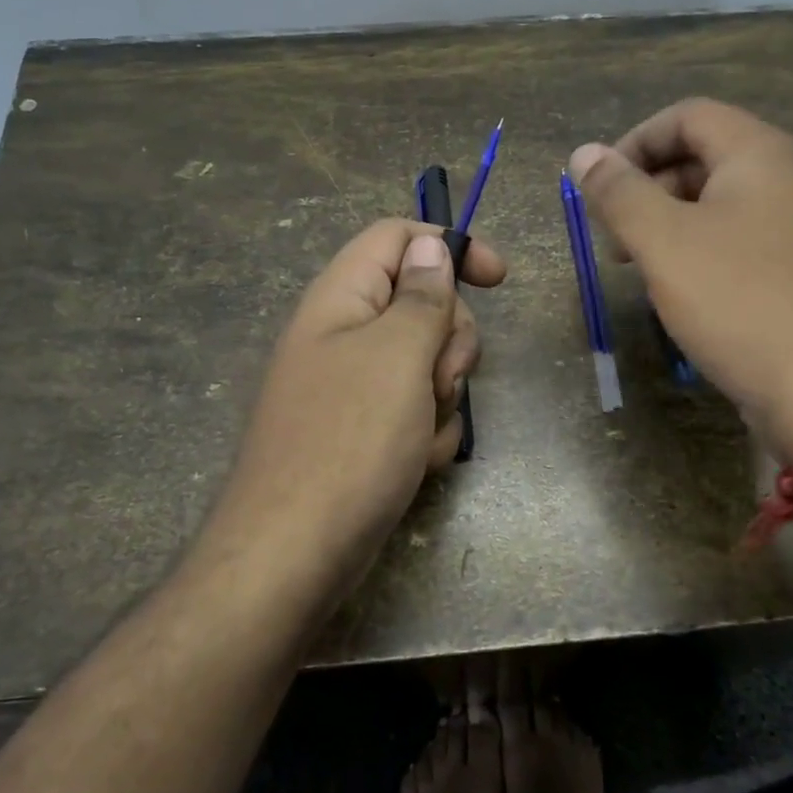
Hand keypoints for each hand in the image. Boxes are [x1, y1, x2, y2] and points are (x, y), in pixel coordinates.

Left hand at [211, 220, 505, 603]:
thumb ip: (421, 296)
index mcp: (341, 299)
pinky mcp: (368, 430)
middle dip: (449, 341)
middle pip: (423, 303)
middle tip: (439, 380)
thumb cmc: (349, 442)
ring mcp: (356, 386)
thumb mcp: (396, 356)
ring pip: (429, 363)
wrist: (295, 554)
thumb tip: (430, 247)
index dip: (448, 247)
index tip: (497, 280)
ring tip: (420, 433)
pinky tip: (416, 462)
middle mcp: (346, 334)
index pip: (397, 238)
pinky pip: (419, 410)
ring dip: (442, 395)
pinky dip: (429, 432)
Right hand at [569, 98, 792, 461]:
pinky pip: (740, 245)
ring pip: (720, 206)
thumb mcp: (664, 243)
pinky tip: (682, 296)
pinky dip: (700, 255)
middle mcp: (787, 181)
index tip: (599, 187)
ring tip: (639, 269)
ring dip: (669, 225)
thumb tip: (582, 153)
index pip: (688, 116)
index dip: (635, 141)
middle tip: (614, 236)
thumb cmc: (740, 302)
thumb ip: (619, 194)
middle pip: (704, 158)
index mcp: (759, 156)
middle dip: (648, 188)